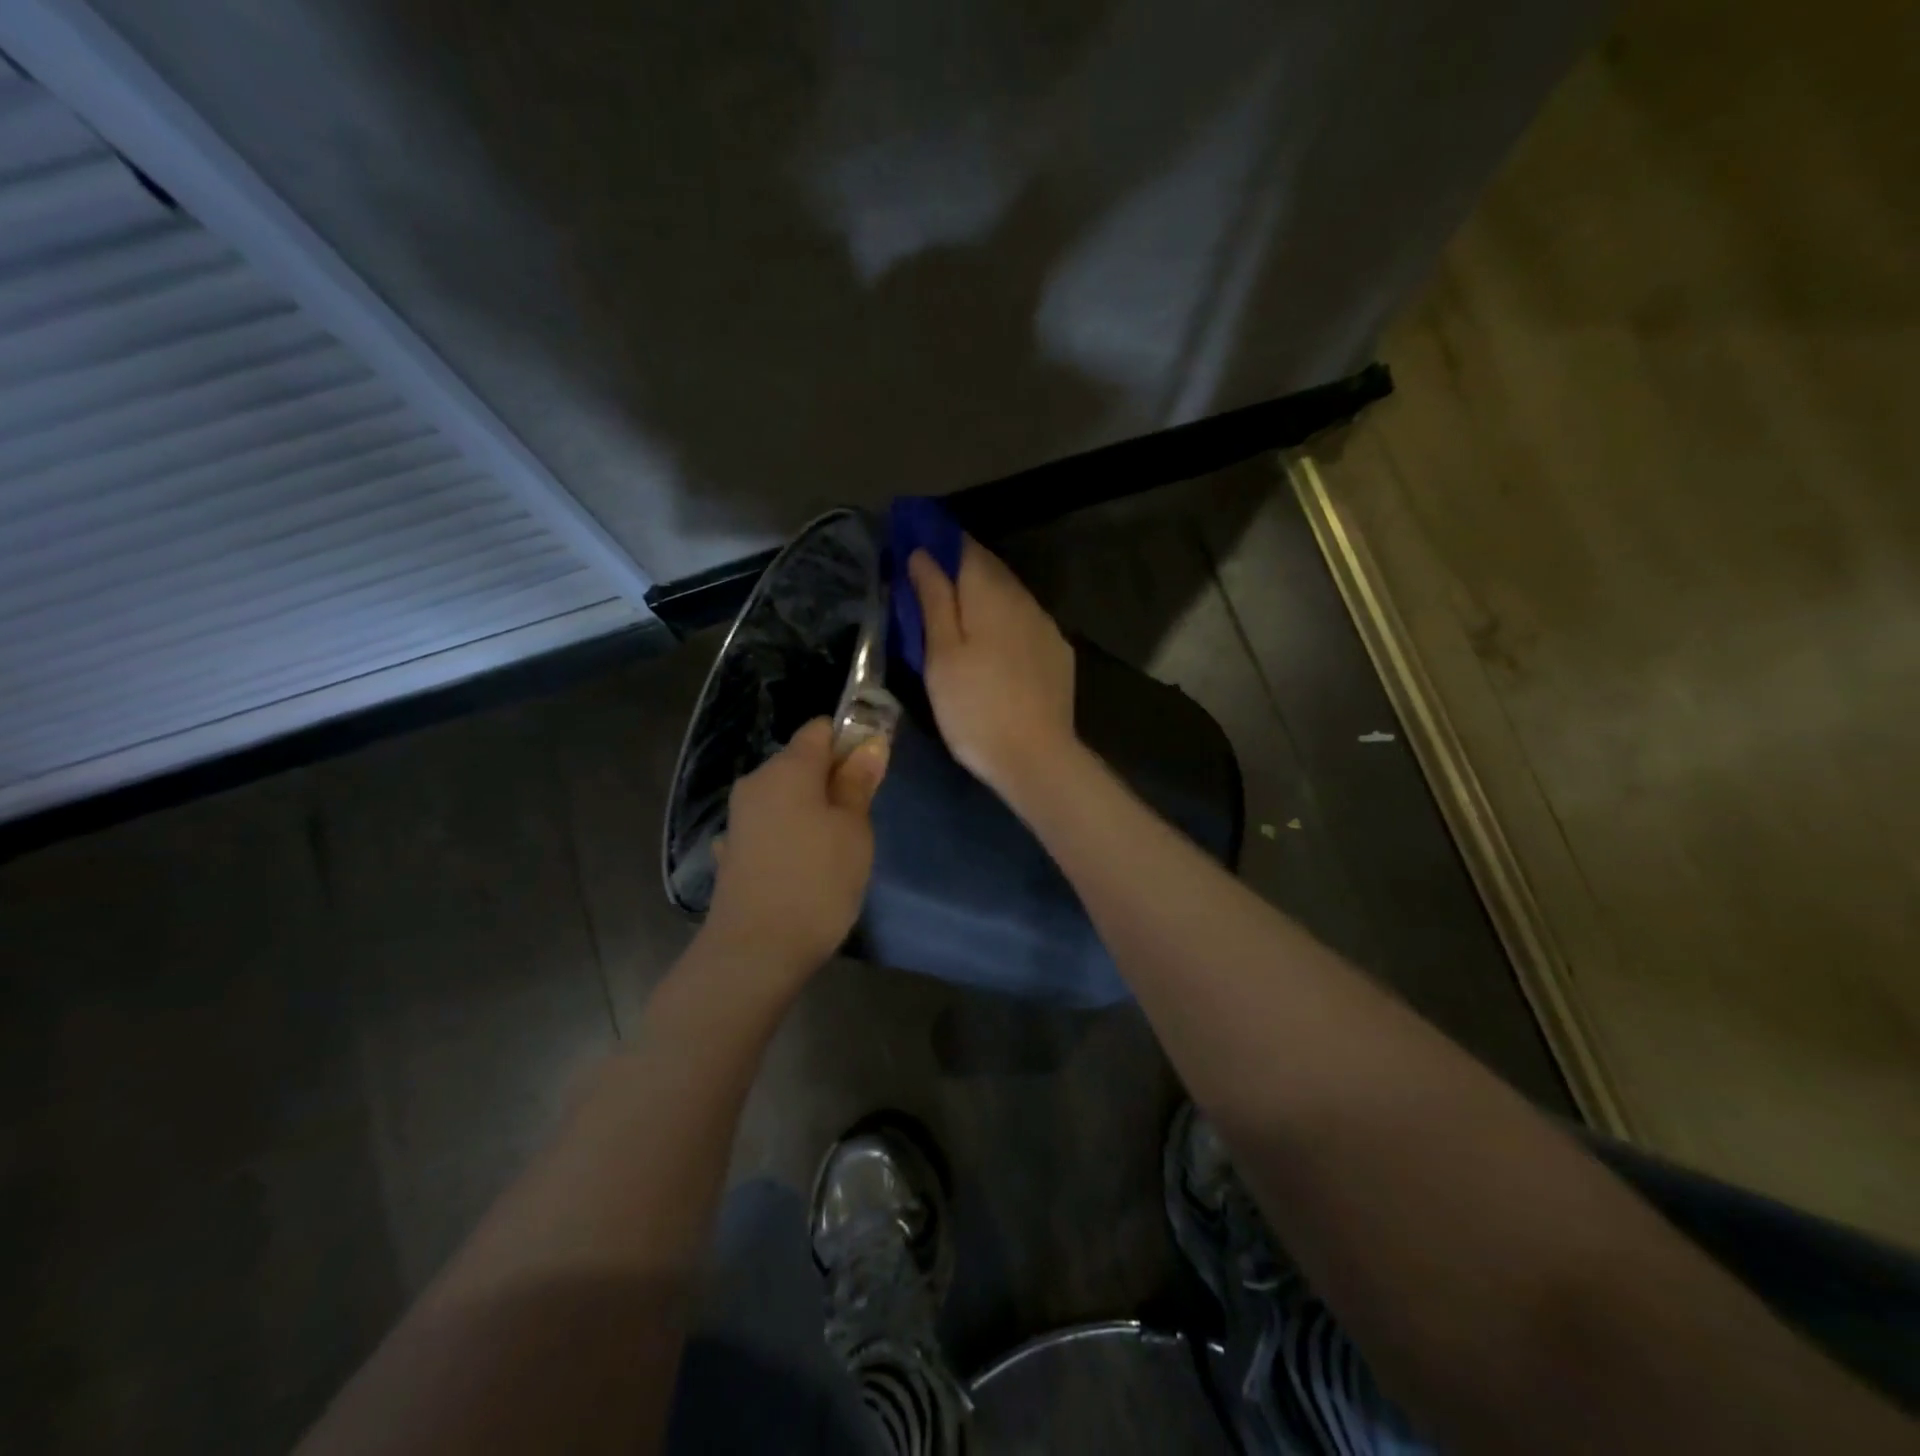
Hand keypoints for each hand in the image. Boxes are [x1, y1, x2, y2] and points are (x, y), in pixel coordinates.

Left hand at [701, 718, 888, 995]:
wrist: (754, 951)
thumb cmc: (816, 881)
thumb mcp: (853, 830)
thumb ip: (859, 783)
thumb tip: (870, 745)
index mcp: (787, 769)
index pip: (820, 729)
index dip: (851, 740)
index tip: (873, 770)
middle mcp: (756, 783)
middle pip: (801, 761)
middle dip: (833, 778)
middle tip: (862, 816)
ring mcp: (740, 818)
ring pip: (786, 795)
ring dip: (813, 808)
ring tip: (836, 848)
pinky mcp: (733, 850)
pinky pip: (771, 825)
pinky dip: (790, 833)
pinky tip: (802, 865)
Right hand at [908, 539, 1077, 804]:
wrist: (1036, 758)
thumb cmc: (975, 708)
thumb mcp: (941, 655)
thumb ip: (933, 599)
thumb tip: (922, 554)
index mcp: (991, 594)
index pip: (965, 549)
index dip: (940, 543)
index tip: (915, 548)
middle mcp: (1024, 600)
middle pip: (990, 571)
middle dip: (960, 571)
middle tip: (929, 585)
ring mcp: (1047, 627)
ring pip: (1010, 598)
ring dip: (984, 598)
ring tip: (958, 618)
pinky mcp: (1058, 654)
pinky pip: (1025, 624)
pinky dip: (1004, 624)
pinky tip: (994, 648)